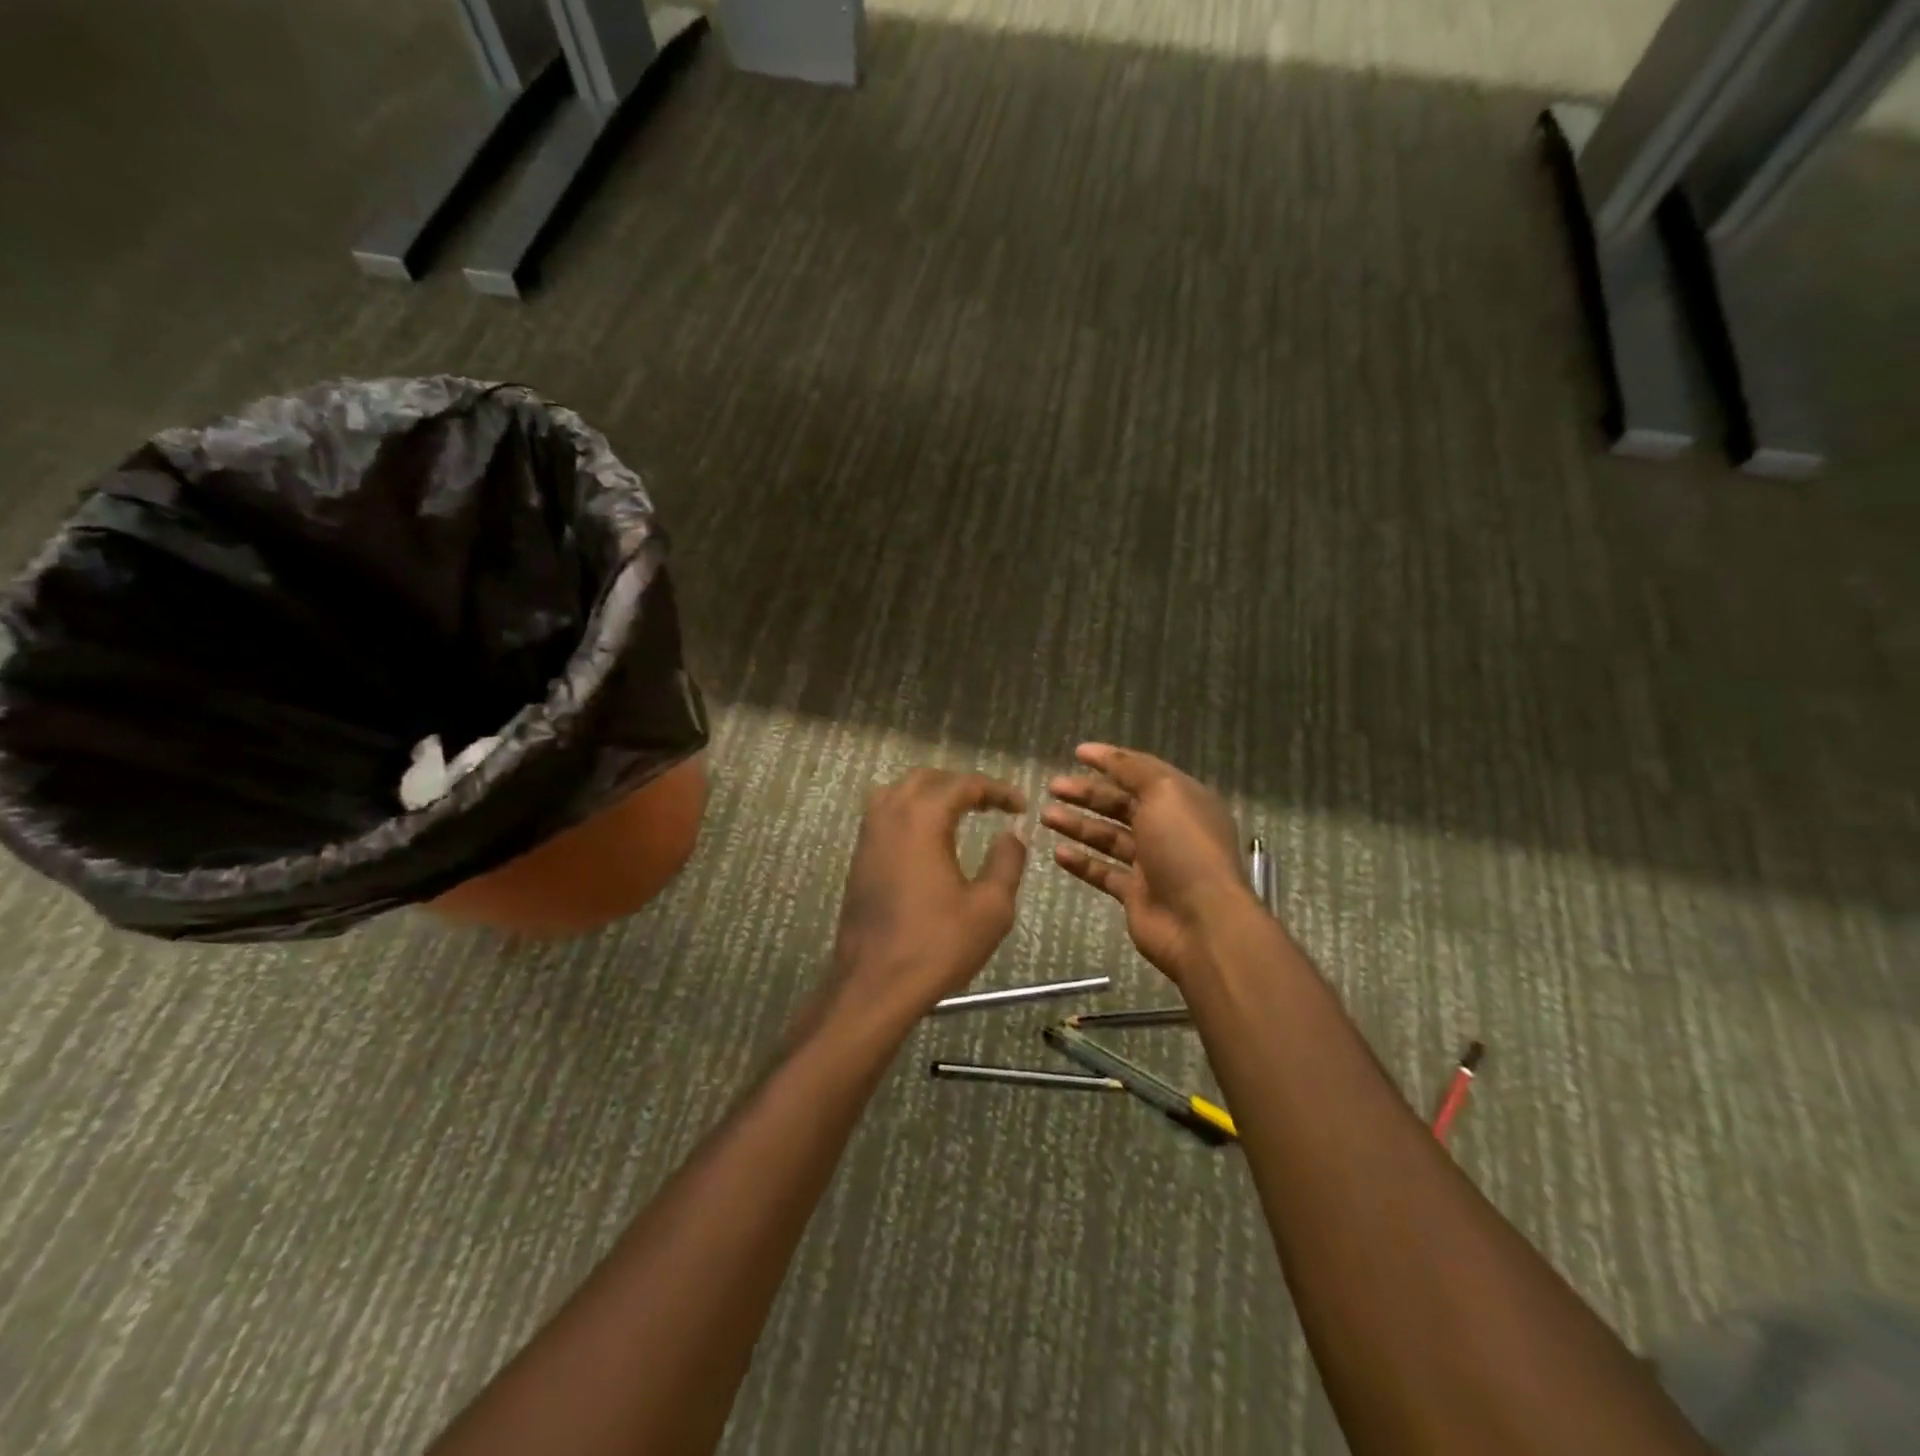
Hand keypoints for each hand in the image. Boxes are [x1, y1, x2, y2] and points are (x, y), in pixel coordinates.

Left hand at [827, 769, 1028, 1024]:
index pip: (964, 785)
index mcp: (922, 819)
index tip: (1021, 806)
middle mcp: (890, 816)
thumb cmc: (937, 945)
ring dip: (931, 794)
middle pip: (926, 779)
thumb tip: (1012, 834)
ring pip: (898, 792)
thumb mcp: (990, 907)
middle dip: (962, 785)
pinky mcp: (859, 859)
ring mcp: (868, 837)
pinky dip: (909, 812)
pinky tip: (928, 838)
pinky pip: (884, 815)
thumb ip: (1006, 862)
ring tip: (959, 813)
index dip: (997, 790)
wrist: (874, 985)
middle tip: (991, 805)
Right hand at [1044, 743, 1255, 983]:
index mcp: (1183, 800)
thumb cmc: (1185, 847)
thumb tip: (1106, 753)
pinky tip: (1058, 853)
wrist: (1202, 921)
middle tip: (1052, 787)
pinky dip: (1082, 861)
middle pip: (1121, 804)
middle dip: (1087, 793)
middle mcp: (1169, 828)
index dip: (1110, 760)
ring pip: (1109, 837)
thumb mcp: (1164, 792)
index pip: (1141, 772)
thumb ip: (1132, 770)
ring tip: (1046, 816)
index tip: (1077, 753)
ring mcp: (1153, 863)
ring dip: (1078, 824)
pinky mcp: (1137, 894)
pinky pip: (1104, 872)